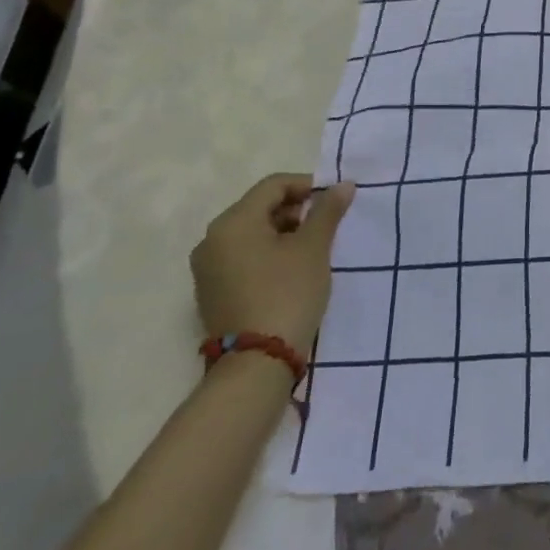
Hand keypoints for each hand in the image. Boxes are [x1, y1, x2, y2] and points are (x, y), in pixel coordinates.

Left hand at [190, 174, 355, 356]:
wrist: (256, 364)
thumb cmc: (287, 293)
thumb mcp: (313, 248)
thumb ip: (327, 211)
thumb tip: (342, 185)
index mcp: (233, 222)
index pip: (274, 185)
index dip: (308, 186)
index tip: (333, 202)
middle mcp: (212, 240)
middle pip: (260, 207)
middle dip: (296, 210)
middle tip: (326, 226)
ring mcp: (207, 268)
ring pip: (252, 233)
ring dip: (283, 233)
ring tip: (312, 250)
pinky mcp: (212, 291)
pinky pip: (242, 257)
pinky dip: (268, 254)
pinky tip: (291, 270)